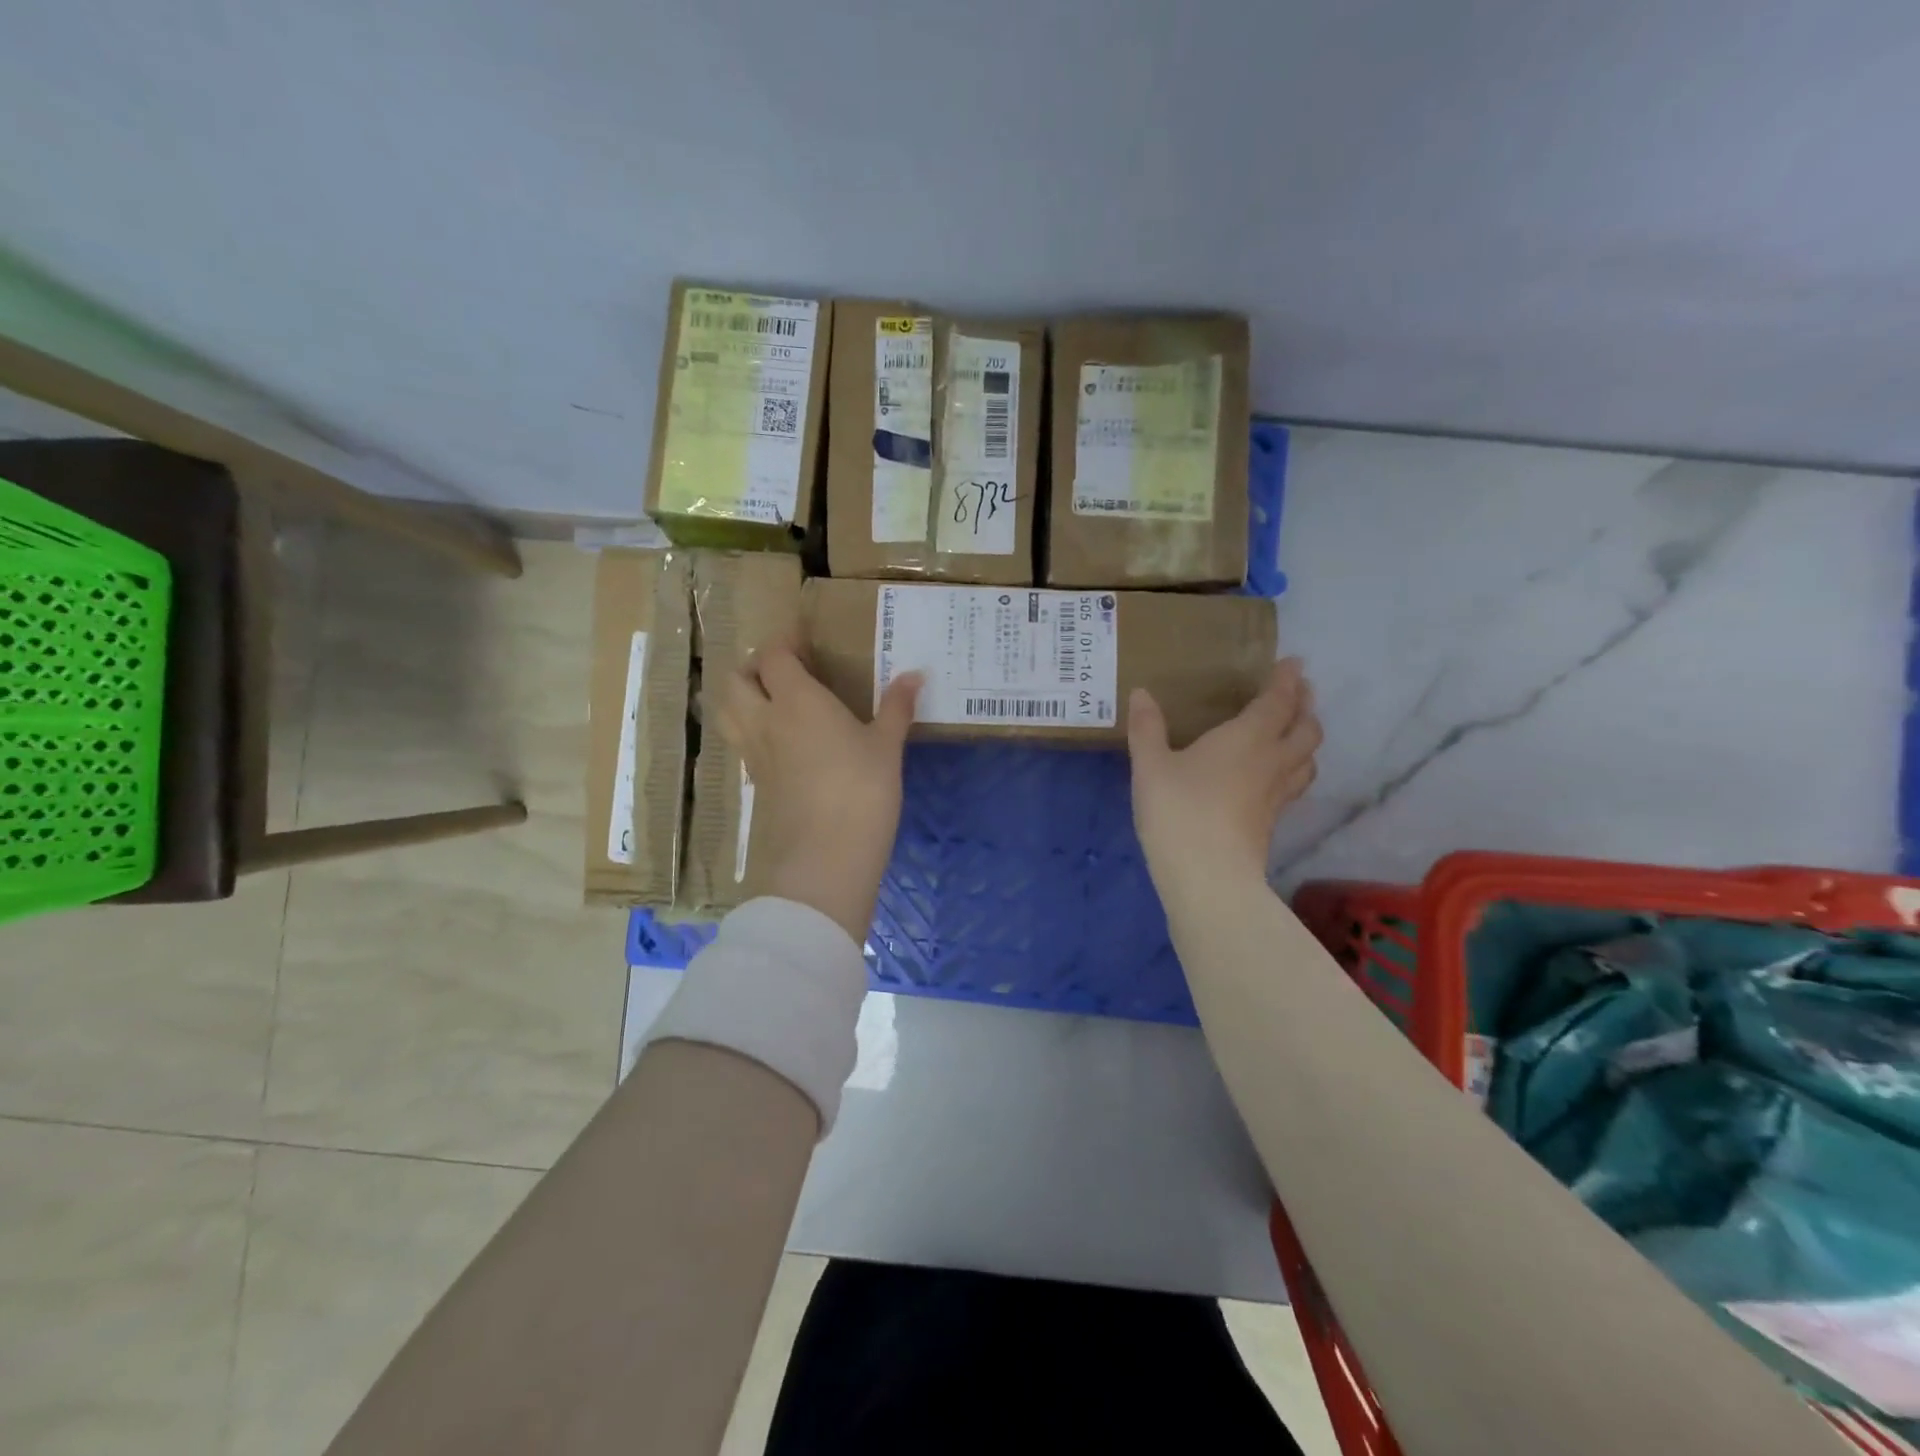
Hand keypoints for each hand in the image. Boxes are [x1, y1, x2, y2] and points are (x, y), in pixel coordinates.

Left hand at [718, 640, 920, 942]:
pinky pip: (742, 743)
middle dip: (753, 666)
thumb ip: (896, 707)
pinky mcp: (756, 784)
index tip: (803, 639)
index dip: (784, 642)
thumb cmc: (862, 790)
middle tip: (783, 669)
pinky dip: (751, 729)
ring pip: (728, 712)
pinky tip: (781, 741)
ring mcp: (754, 754)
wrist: (826, 857)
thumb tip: (915, 674)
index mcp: (796, 700)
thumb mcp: (886, 746)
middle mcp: (765, 720)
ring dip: (741, 696)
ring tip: (772, 700)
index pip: (773, 656)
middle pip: (736, 680)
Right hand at [1126, 658, 1320, 889]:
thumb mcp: (1151, 765)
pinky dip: (1295, 769)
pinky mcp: (1271, 822)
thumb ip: (1147, 728)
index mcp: (1247, 738)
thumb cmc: (1178, 810)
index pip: (1278, 702)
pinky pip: (1294, 784)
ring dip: (1307, 739)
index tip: (1294, 663)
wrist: (1208, 876)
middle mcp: (1271, 761)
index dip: (1287, 680)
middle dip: (1304, 707)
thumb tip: (1141, 693)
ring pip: (1308, 759)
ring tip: (1296, 732)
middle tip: (1299, 694)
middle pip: (1305, 729)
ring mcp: (1276, 795)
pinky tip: (1276, 776)